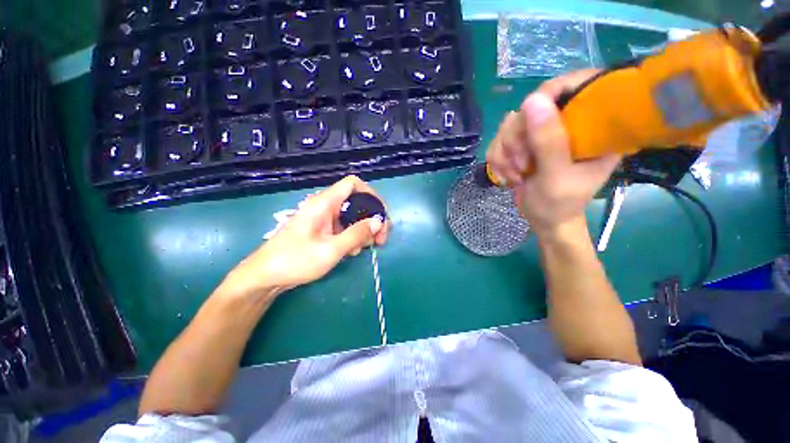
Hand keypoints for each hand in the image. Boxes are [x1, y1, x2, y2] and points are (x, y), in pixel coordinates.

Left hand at [217, 176, 390, 299]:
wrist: (265, 277)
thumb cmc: (295, 261)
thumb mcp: (331, 250)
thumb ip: (357, 234)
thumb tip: (379, 221)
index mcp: (324, 203)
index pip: (353, 184)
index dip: (371, 194)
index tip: (381, 213)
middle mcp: (325, 206)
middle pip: (357, 202)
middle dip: (372, 218)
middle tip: (381, 238)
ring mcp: (324, 219)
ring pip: (353, 216)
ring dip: (364, 230)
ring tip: (365, 248)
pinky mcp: (323, 230)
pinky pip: (345, 227)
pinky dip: (353, 237)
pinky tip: (351, 252)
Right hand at [486, 69, 621, 234]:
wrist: (544, 220)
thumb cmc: (560, 204)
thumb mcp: (557, 176)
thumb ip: (548, 141)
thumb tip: (532, 99)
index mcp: (594, 125)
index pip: (575, 85)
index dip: (548, 96)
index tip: (529, 123)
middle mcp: (567, 123)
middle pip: (531, 107)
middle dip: (518, 139)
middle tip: (523, 164)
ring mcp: (542, 133)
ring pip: (509, 124)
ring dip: (505, 152)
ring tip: (516, 173)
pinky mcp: (523, 144)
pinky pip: (498, 140)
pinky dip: (498, 159)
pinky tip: (508, 174)